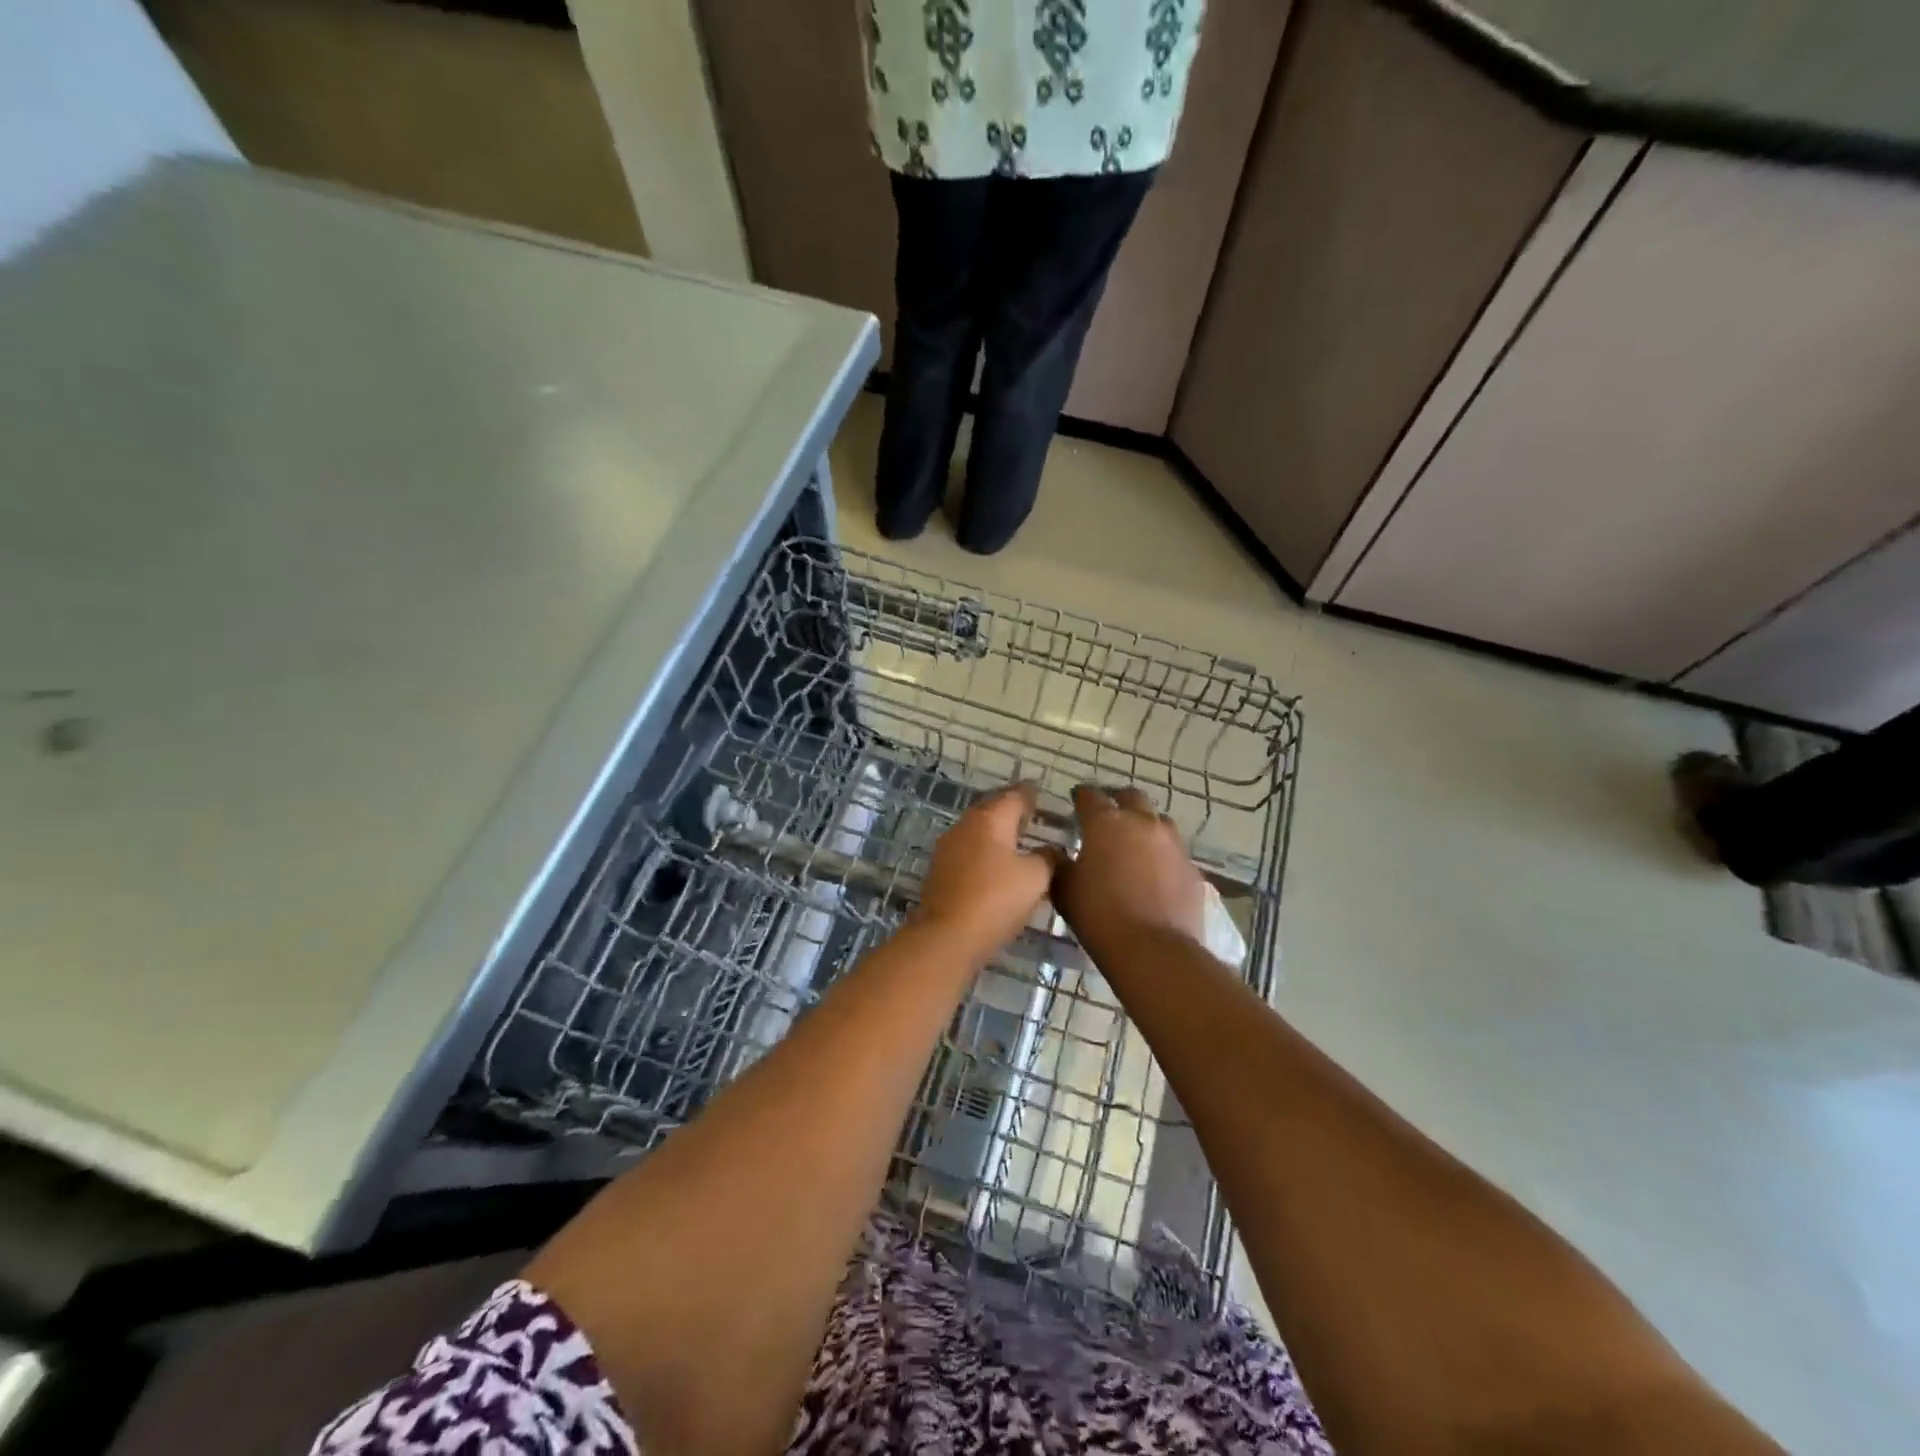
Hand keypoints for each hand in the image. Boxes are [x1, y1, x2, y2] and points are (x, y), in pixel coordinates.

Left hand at [913, 783, 1062, 962]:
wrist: (946, 937)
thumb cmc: (996, 899)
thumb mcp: (1035, 878)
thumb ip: (1048, 858)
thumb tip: (1052, 850)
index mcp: (990, 819)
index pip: (1014, 795)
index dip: (1030, 793)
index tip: (1041, 791)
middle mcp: (965, 825)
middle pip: (992, 809)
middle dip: (1011, 809)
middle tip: (1031, 813)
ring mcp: (948, 848)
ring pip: (978, 830)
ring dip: (996, 831)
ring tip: (1017, 839)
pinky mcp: (940, 871)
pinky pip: (968, 851)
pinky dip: (984, 851)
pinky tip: (996, 864)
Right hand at [1052, 785, 1207, 956]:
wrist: (1154, 950)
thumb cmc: (1099, 915)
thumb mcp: (1064, 890)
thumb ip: (1058, 864)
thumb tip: (1056, 852)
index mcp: (1106, 823)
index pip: (1091, 796)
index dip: (1081, 796)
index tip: (1076, 800)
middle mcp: (1142, 823)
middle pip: (1131, 797)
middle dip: (1117, 801)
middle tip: (1107, 815)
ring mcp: (1172, 843)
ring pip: (1158, 820)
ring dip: (1145, 824)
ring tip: (1134, 841)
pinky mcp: (1191, 867)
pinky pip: (1174, 851)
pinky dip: (1162, 854)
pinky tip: (1155, 871)